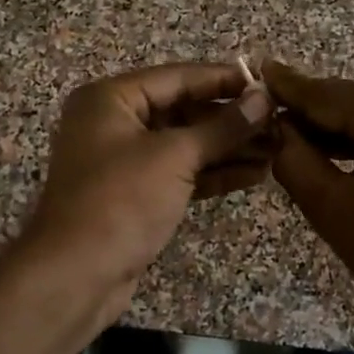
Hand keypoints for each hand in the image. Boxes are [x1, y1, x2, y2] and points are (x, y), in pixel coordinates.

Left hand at [21, 62, 273, 312]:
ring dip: (228, 148)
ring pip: (184, 145)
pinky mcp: (136, 195)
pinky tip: (254, 174)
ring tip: (277, 149)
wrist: (76, 275)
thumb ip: (222, 127)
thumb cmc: (121, 200)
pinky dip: (213, 173)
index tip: (267, 83)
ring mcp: (124, 161)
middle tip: (278, 122)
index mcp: (110, 99)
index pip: (177, 78)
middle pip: (182, 110)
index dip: (224, 80)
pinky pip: (180, 173)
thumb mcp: (174, 156)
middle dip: (230, 119)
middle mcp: (114, 123)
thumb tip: (263, 99)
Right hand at [265, 61, 353, 335]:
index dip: (286, 88)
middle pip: (350, 102)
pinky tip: (342, 155)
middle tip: (267, 126)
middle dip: (310, 117)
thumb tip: (277, 127)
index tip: (255, 72)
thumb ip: (294, 158)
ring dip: (338, 131)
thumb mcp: (332, 207)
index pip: (324, 94)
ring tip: (297, 145)